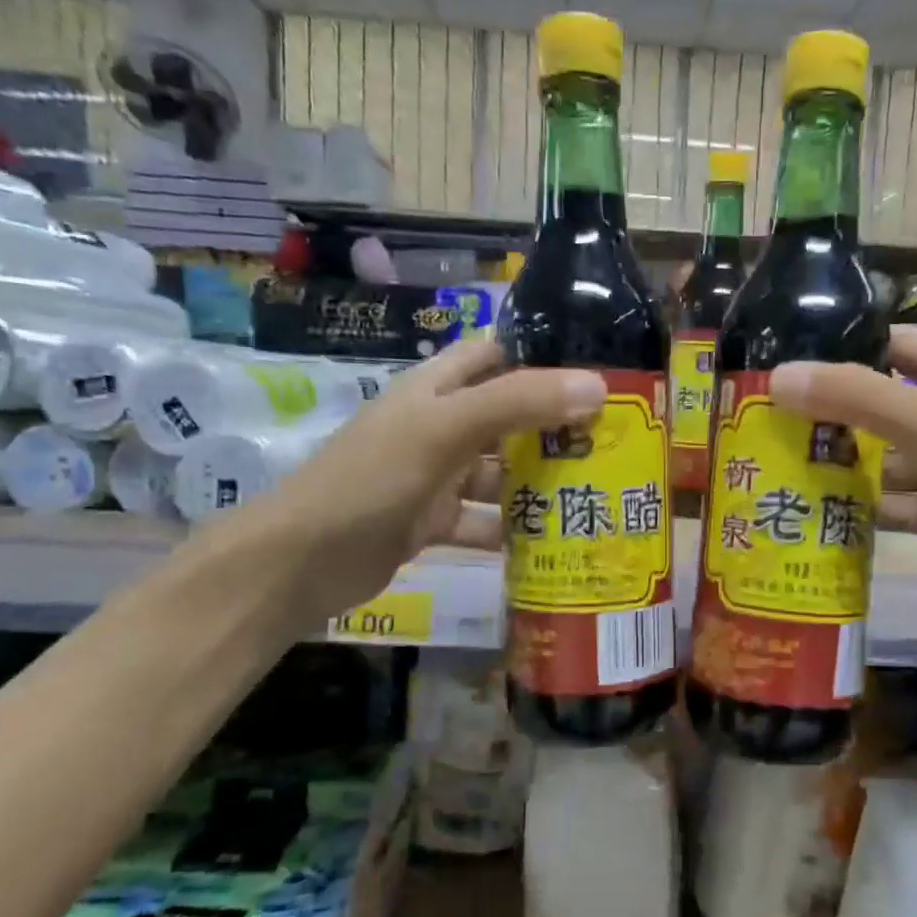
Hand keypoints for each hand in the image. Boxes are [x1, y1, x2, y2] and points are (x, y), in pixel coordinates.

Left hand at [245, 337, 604, 617]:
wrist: (301, 561)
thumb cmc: (372, 478)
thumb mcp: (445, 429)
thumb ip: (518, 402)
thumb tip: (597, 385)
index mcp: (435, 388)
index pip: (495, 355)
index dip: (541, 356)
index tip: (597, 370)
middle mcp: (438, 425)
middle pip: (507, 416)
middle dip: (554, 426)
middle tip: (615, 439)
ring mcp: (434, 477)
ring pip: (499, 473)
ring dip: (539, 482)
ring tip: (597, 492)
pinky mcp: (431, 522)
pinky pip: (483, 520)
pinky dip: (512, 530)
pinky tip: (552, 542)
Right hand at [771, 325, 916, 645]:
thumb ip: (857, 397)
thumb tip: (779, 376)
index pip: (901, 347)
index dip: (851, 349)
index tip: (793, 365)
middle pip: (890, 407)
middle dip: (841, 417)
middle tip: (778, 428)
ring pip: (895, 462)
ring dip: (854, 470)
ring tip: (793, 477)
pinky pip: (907, 505)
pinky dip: (878, 511)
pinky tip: (836, 520)